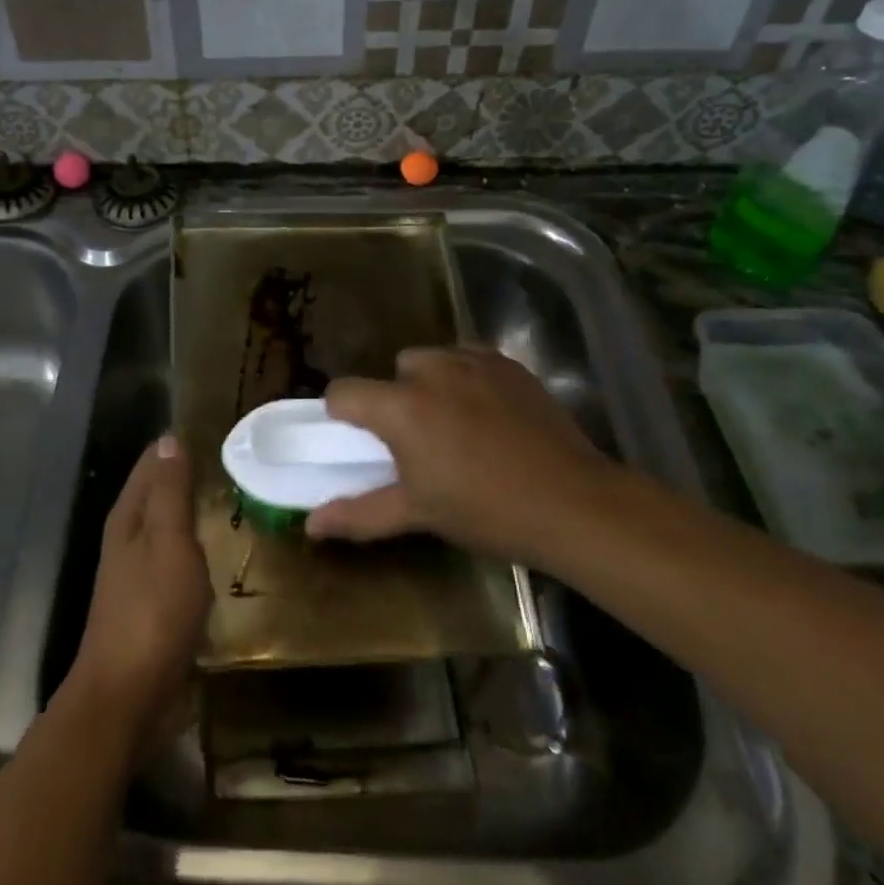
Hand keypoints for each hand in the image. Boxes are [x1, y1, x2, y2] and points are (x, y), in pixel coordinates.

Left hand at [65, 436, 210, 746]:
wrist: (128, 697)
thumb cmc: (152, 612)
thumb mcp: (168, 543)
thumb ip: (170, 492)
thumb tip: (168, 439)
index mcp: (128, 518)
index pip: (151, 464)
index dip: (178, 446)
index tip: (217, 431)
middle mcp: (129, 539)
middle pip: (159, 494)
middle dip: (190, 477)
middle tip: (238, 463)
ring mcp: (139, 575)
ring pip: (170, 529)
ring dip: (195, 515)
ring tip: (237, 500)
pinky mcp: (154, 605)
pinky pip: (179, 563)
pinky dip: (198, 550)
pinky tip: (223, 554)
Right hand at [306, 347, 622, 562]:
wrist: (573, 503)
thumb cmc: (486, 511)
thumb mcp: (418, 513)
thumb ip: (359, 513)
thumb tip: (310, 526)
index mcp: (401, 407)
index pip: (343, 392)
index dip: (343, 414)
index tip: (361, 441)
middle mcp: (431, 371)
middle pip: (392, 371)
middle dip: (395, 399)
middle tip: (419, 442)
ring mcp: (473, 361)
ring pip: (431, 360)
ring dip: (430, 384)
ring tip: (456, 425)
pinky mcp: (508, 363)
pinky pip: (468, 358)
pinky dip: (466, 377)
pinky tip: (489, 414)